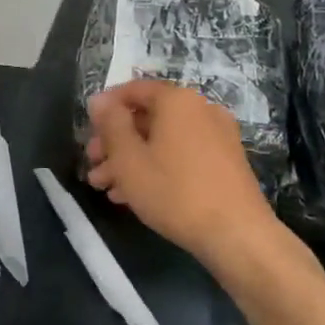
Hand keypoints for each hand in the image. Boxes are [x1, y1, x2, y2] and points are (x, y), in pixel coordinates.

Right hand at [85, 81, 282, 261]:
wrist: (237, 235)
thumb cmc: (175, 192)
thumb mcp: (129, 159)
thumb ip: (111, 124)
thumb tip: (100, 100)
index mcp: (177, 100)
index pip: (133, 90)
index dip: (105, 107)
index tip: (87, 130)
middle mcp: (200, 109)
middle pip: (147, 117)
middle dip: (115, 141)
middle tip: (92, 164)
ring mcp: (217, 136)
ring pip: (163, 139)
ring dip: (132, 158)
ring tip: (106, 186)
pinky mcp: (226, 161)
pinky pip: (182, 154)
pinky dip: (157, 166)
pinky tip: (135, 195)